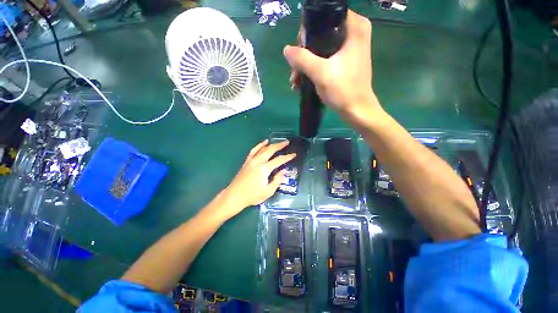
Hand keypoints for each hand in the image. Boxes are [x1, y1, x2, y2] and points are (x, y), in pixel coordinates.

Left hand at [219, 140, 294, 216]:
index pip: (279, 160)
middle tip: (287, 142)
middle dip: (280, 145)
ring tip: (278, 142)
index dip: (287, 157)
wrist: (235, 196)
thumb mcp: (268, 191)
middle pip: (271, 150)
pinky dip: (260, 145)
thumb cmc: (252, 195)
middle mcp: (258, 162)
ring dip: (271, 144)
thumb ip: (277, 180)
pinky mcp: (247, 161)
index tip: (294, 154)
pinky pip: (254, 150)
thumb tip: (283, 171)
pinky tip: (264, 142)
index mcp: (264, 169)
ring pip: (263, 148)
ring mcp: (251, 160)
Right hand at [284, 10, 377, 112]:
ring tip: (295, 81)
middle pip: (321, 33)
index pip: (326, 15)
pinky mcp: (345, 63)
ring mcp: (349, 49)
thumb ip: (302, 59)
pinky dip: (313, 69)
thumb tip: (287, 50)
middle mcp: (353, 34)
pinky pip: (325, 59)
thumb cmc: (343, 90)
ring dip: (306, 64)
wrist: (356, 110)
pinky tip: (302, 82)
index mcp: (354, 27)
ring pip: (321, 48)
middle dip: (304, 52)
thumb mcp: (321, 73)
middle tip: (295, 69)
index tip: (299, 48)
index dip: (308, 30)